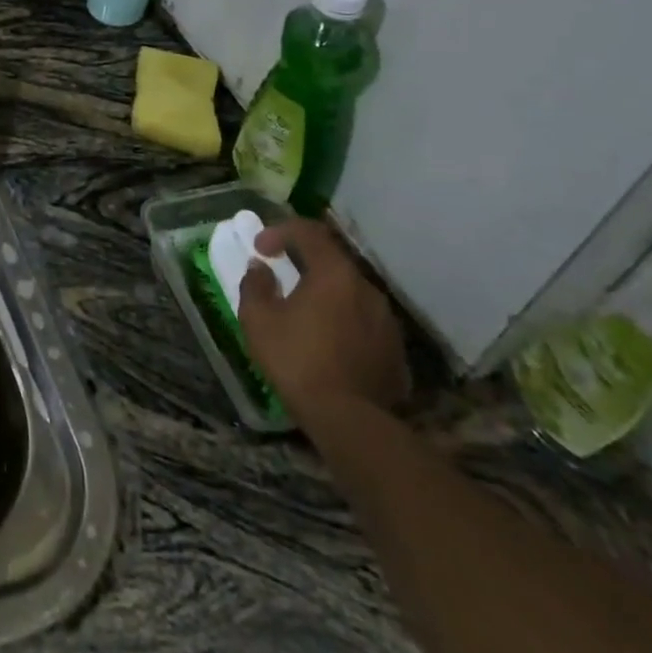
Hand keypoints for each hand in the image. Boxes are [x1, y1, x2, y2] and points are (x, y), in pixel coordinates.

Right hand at [239, 217, 410, 421]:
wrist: (350, 421)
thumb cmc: (297, 360)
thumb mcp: (258, 320)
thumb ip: (255, 286)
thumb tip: (260, 269)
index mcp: (334, 274)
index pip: (309, 232)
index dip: (280, 231)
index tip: (260, 248)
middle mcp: (366, 289)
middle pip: (333, 260)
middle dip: (304, 261)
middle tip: (281, 273)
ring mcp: (386, 321)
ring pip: (351, 292)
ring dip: (326, 292)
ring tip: (304, 311)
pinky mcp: (395, 351)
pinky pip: (364, 322)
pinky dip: (343, 320)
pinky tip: (328, 342)